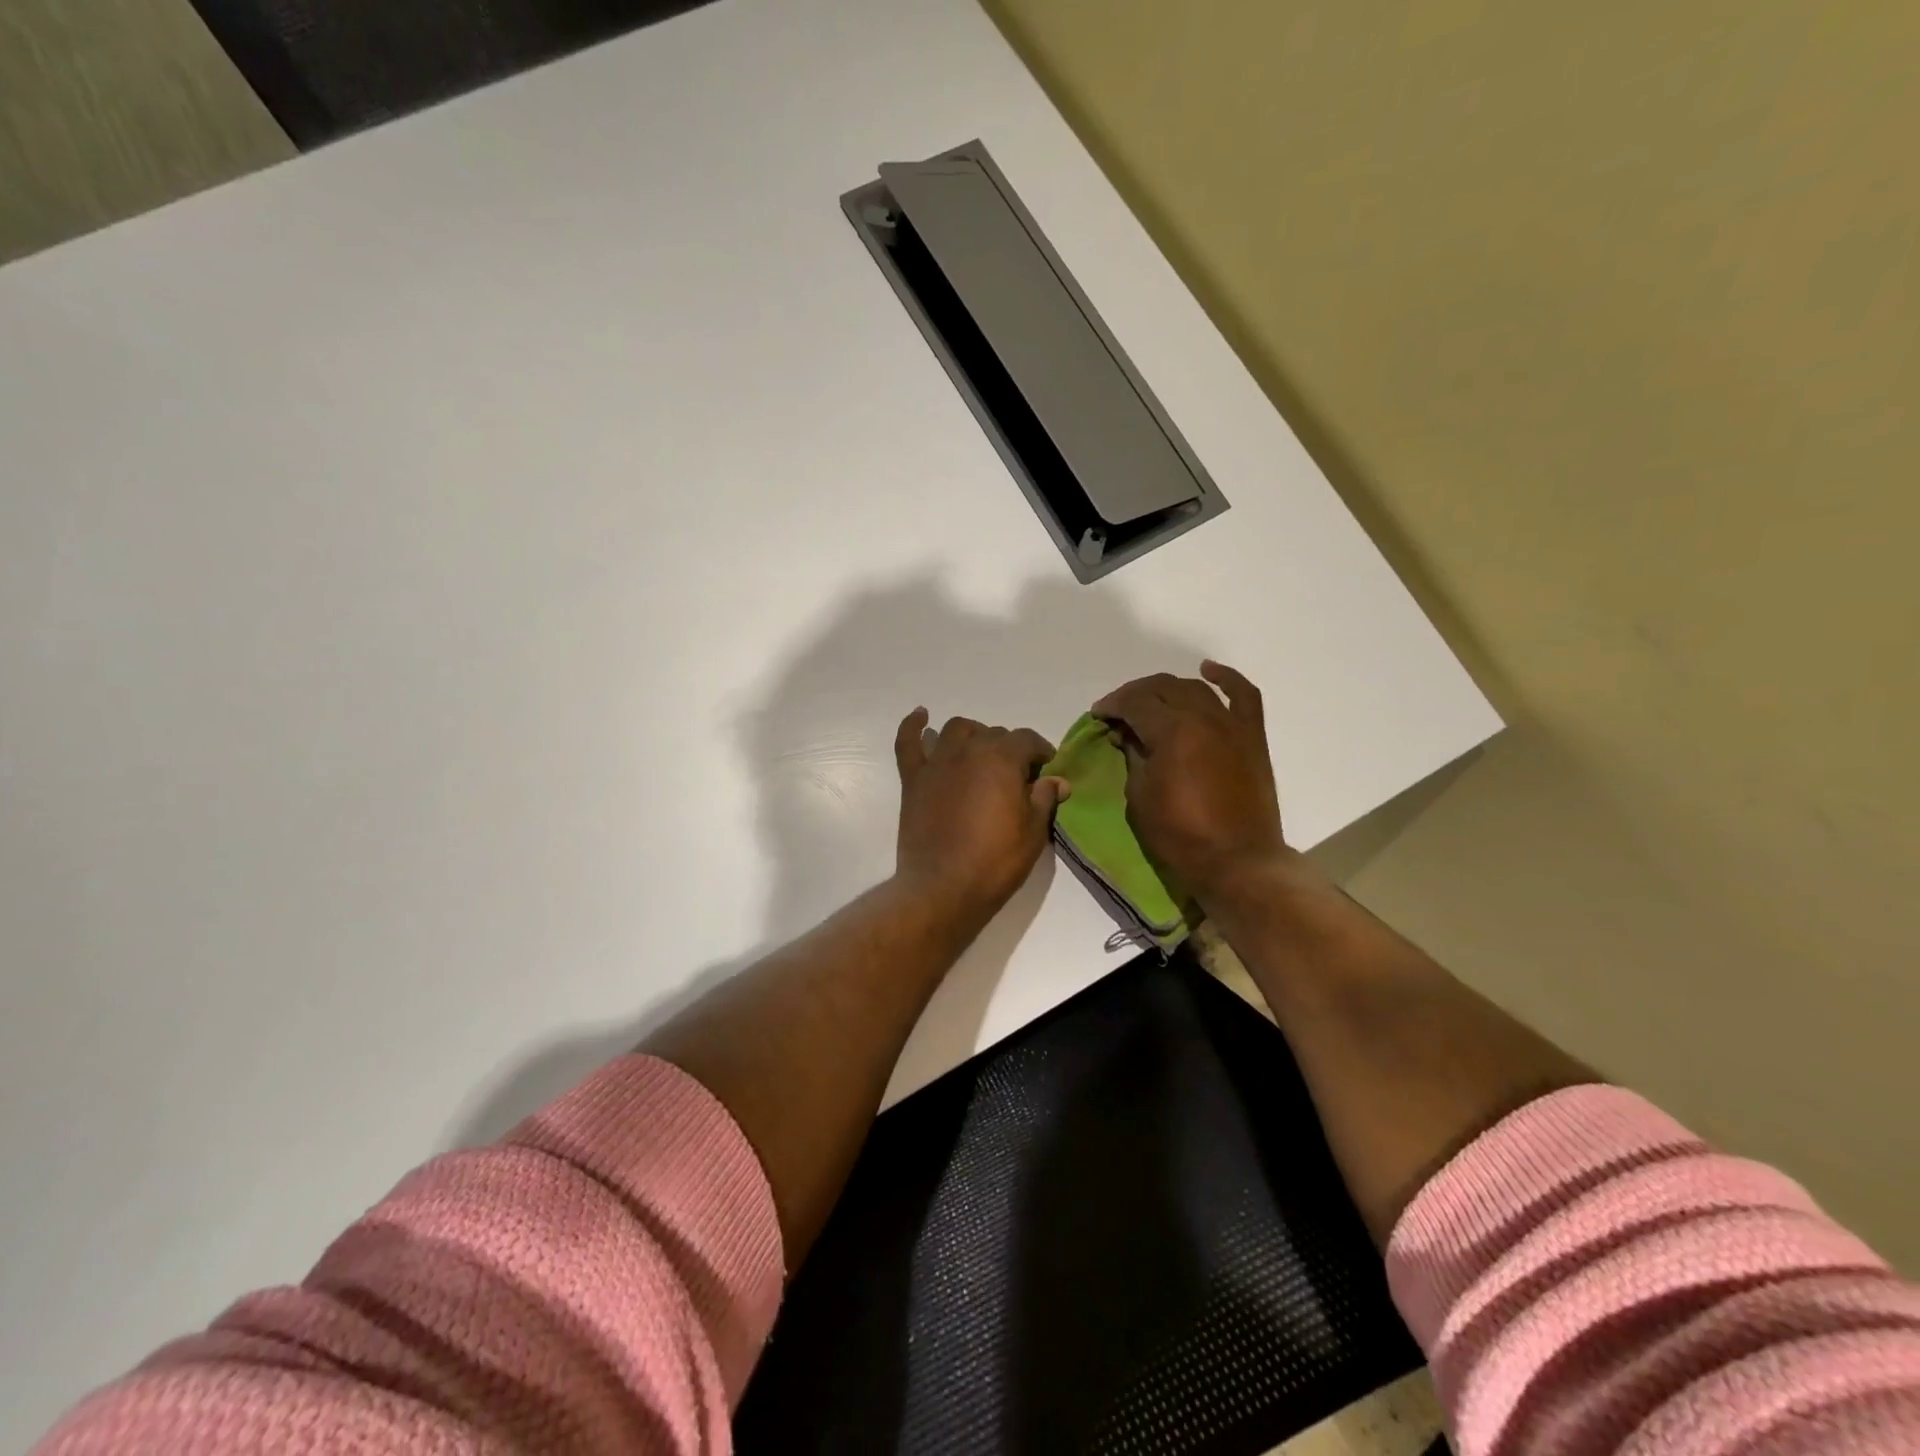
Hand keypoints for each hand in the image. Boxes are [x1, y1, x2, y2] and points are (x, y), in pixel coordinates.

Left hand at [893, 710, 1068, 923]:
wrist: (943, 888)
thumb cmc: (995, 861)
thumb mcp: (1033, 832)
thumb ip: (1044, 799)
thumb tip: (1058, 780)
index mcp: (1002, 759)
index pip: (1027, 740)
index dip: (1040, 752)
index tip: (1046, 769)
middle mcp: (968, 751)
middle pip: (993, 734)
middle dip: (1009, 749)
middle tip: (1016, 776)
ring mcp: (937, 763)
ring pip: (956, 730)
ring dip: (972, 735)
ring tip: (980, 753)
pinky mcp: (913, 779)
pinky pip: (908, 743)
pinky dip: (913, 726)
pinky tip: (921, 716)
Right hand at [1093, 661, 1288, 904]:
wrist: (1238, 861)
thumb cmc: (1180, 835)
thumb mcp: (1140, 796)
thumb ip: (1134, 756)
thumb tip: (1129, 735)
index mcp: (1172, 731)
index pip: (1135, 703)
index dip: (1113, 705)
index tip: (1099, 715)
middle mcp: (1203, 717)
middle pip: (1163, 688)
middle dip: (1135, 694)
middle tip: (1119, 711)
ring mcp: (1232, 724)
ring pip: (1195, 688)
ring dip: (1169, 690)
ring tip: (1152, 702)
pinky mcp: (1252, 737)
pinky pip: (1243, 695)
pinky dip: (1226, 679)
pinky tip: (1208, 671)